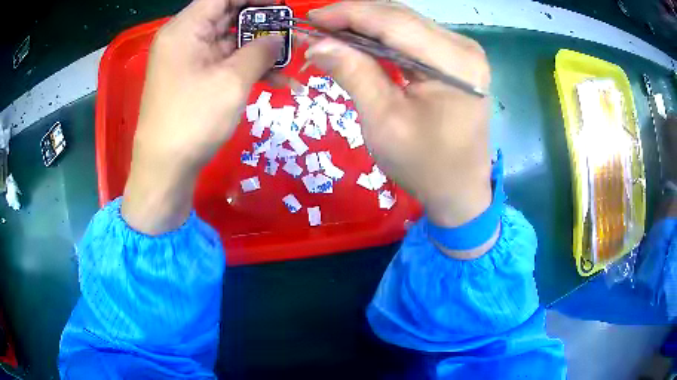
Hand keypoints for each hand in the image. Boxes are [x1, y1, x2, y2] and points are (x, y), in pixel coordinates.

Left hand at [122, 0, 282, 234]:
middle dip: (261, 21)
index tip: (282, 4)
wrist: (165, 169)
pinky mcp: (194, 78)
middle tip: (291, 29)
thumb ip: (260, 51)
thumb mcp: (232, 81)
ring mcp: (189, 59)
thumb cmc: (193, 121)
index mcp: (185, 29)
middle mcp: (184, 38)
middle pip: (227, 15)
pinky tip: (275, 79)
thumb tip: (279, 38)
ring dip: (259, 47)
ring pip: (229, 40)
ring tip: (290, 56)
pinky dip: (247, 67)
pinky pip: (224, 62)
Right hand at [305, 3, 492, 229]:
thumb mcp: (384, 122)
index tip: (311, 17)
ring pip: (404, 23)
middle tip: (316, 27)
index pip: (393, 22)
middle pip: (400, 17)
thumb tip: (317, 44)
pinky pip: (412, 37)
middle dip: (354, 17)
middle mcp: (463, 47)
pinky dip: (382, 37)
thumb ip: (354, 74)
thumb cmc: (425, 165)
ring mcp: (462, 51)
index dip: (348, 14)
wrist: (459, 190)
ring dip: (365, 26)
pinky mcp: (455, 59)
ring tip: (331, 33)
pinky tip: (359, 42)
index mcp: (454, 62)